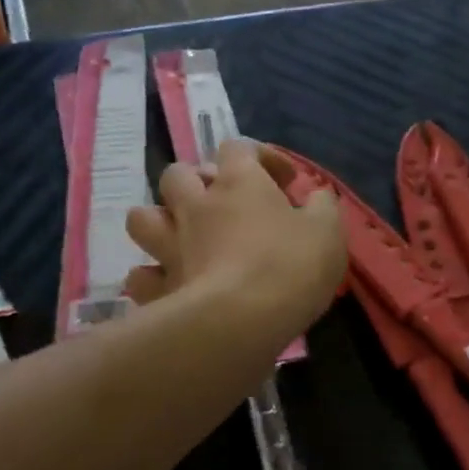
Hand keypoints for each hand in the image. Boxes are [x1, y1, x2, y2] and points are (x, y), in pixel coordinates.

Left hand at [124, 140, 345, 341]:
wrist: (241, 321)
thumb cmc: (290, 268)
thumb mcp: (328, 232)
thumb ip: (323, 208)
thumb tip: (318, 196)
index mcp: (238, 183)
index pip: (239, 148)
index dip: (261, 157)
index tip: (284, 182)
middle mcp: (196, 205)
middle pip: (178, 174)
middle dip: (197, 183)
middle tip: (223, 205)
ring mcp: (169, 245)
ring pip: (143, 217)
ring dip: (160, 222)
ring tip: (183, 238)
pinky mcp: (157, 287)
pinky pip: (140, 275)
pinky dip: (152, 278)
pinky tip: (171, 285)